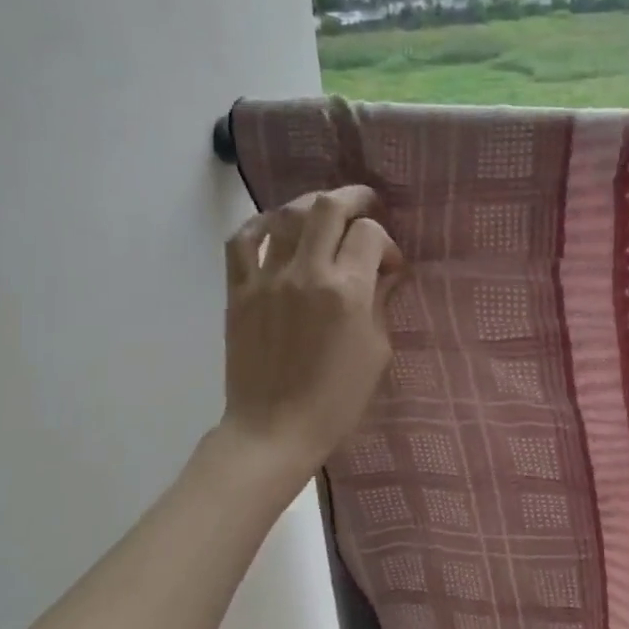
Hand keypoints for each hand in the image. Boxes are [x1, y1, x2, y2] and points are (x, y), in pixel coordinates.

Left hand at [219, 186, 402, 468]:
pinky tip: (277, 227)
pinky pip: (242, 240)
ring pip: (287, 215)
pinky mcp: (238, 291)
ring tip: (326, 214)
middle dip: (354, 199)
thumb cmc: (337, 399)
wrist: (274, 430)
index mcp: (346, 291)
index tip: (390, 265)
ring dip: (312, 206)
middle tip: (367, 208)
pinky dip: (261, 224)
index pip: (370, 234)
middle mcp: (306, 273)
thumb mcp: (377, 351)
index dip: (387, 241)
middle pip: (327, 207)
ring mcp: (266, 279)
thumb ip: (382, 301)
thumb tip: (388, 271)